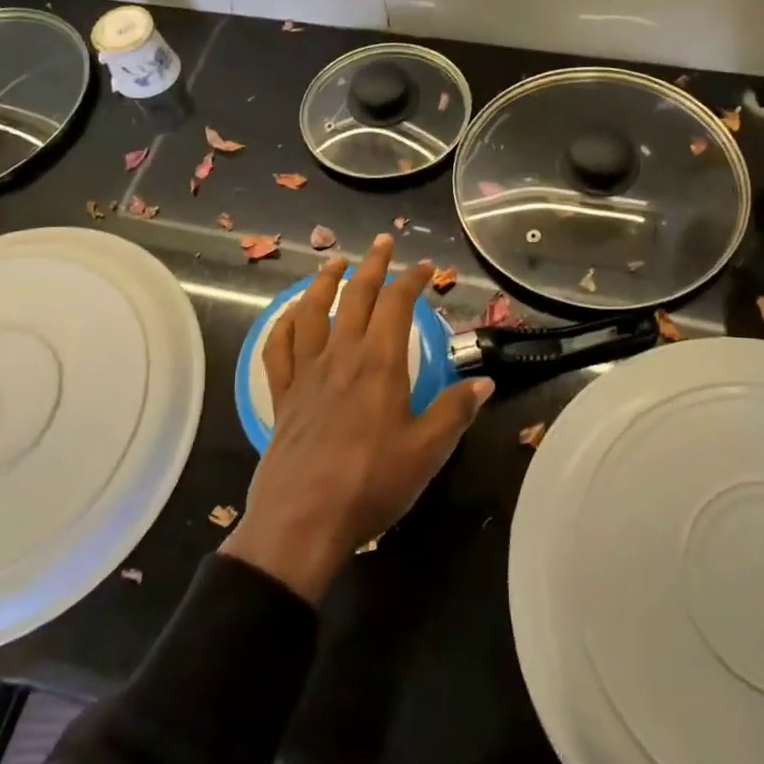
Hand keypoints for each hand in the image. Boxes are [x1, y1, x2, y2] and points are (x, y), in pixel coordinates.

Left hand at [221, 234, 493, 604]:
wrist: (302, 522)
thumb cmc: (370, 484)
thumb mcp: (426, 451)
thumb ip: (454, 411)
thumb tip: (485, 381)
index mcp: (379, 363)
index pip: (397, 304)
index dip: (412, 279)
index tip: (427, 266)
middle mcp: (341, 356)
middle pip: (355, 296)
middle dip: (372, 265)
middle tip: (383, 242)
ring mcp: (306, 374)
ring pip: (311, 312)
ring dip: (323, 282)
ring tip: (334, 262)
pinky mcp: (283, 396)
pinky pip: (279, 350)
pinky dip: (283, 324)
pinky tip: (290, 315)